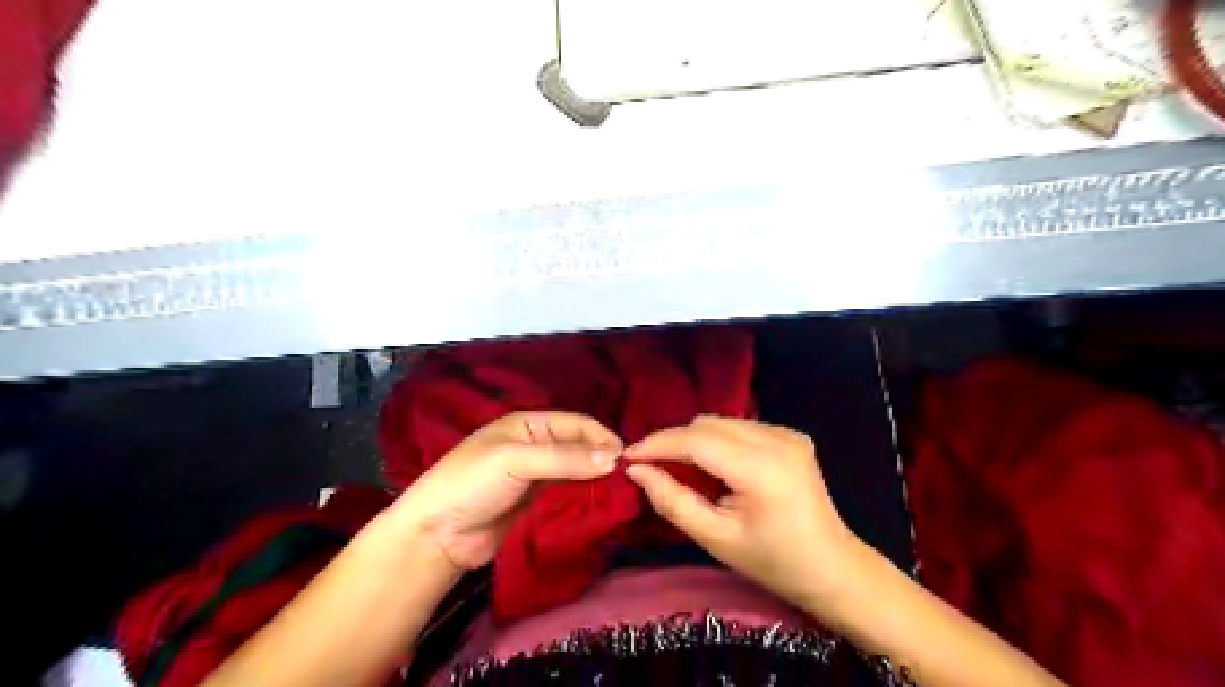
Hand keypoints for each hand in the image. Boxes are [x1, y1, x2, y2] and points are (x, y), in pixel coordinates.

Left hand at [392, 413, 624, 574]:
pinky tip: (601, 503)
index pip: (577, 423)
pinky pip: (568, 492)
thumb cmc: (471, 484)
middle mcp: (536, 444)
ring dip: (596, 478)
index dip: (602, 437)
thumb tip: (614, 459)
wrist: (437, 535)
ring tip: (621, 491)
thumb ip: (564, 458)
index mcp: (529, 424)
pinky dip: (585, 495)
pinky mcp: (537, 502)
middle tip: (628, 479)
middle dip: (602, 458)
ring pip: (577, 469)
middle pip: (580, 446)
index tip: (627, 459)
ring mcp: (537, 474)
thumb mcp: (515, 461)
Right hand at [631, 417, 860, 613]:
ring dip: (695, 441)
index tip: (628, 456)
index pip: (697, 440)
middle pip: (708, 424)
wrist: (832, 568)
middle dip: (674, 442)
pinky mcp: (791, 435)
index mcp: (762, 468)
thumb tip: (637, 471)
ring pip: (721, 422)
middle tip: (651, 467)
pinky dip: (718, 442)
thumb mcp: (716, 539)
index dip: (658, 444)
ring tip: (682, 470)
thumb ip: (673, 501)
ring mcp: (787, 433)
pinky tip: (716, 469)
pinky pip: (739, 428)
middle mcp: (777, 439)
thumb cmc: (773, 562)